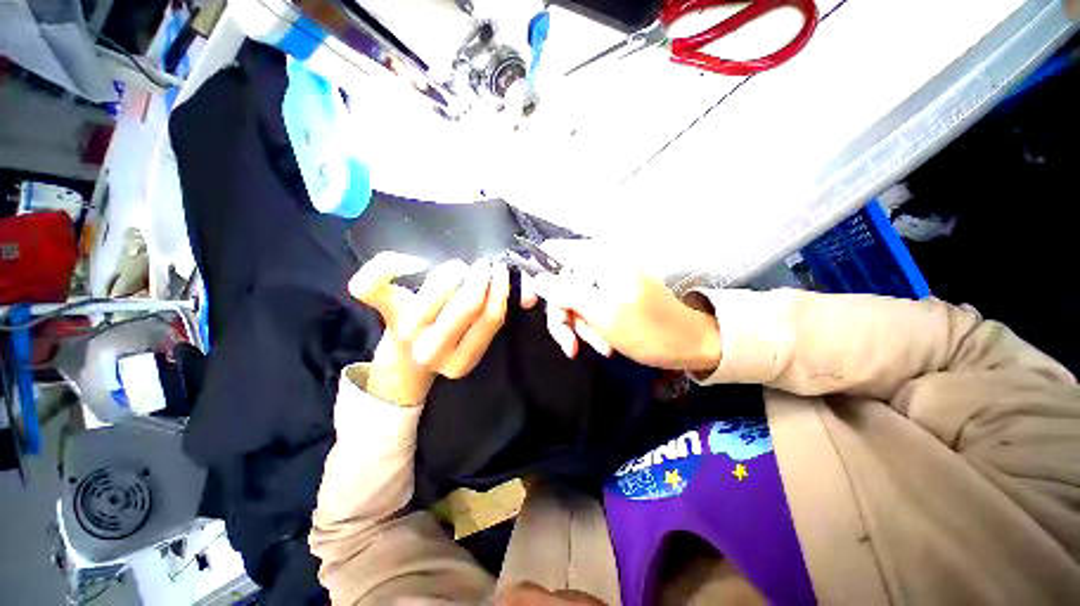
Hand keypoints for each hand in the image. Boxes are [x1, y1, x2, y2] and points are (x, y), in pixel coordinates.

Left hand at [349, 252, 512, 405]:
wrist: (406, 360)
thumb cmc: (449, 342)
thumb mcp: (478, 337)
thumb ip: (504, 313)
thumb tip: (530, 295)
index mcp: (462, 361)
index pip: (491, 316)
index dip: (500, 288)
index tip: (500, 272)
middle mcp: (432, 351)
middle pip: (468, 300)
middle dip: (481, 275)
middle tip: (483, 265)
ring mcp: (406, 332)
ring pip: (440, 283)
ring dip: (454, 269)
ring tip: (458, 270)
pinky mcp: (385, 312)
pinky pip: (374, 281)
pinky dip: (393, 262)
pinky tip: (414, 262)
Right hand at [522, 240, 721, 373]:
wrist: (689, 344)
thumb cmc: (649, 330)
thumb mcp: (603, 312)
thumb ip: (567, 292)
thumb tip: (536, 279)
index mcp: (599, 259)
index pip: (552, 253)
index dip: (537, 276)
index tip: (529, 304)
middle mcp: (600, 264)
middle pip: (560, 284)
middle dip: (564, 316)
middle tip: (572, 343)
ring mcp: (606, 281)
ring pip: (573, 301)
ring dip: (580, 327)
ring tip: (600, 346)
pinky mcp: (611, 296)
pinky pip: (588, 309)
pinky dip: (591, 328)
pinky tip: (605, 344)